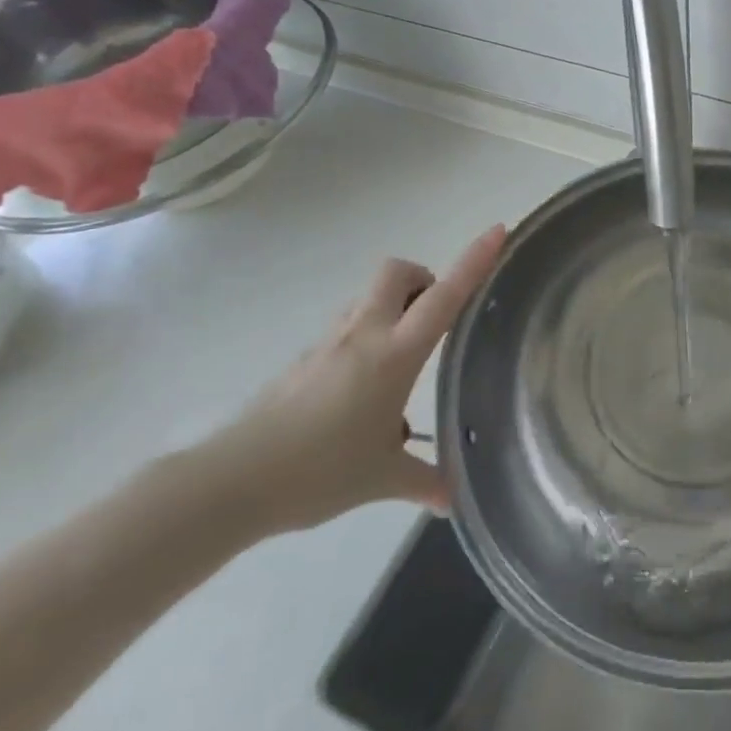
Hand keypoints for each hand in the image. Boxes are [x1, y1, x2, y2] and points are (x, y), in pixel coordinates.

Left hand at [195, 225, 506, 536]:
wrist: (233, 481)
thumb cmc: (319, 471)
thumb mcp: (382, 479)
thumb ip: (424, 481)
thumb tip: (453, 500)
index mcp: (394, 354)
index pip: (444, 296)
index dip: (474, 261)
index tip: (497, 230)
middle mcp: (364, 334)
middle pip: (396, 272)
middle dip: (423, 277)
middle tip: (435, 315)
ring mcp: (330, 343)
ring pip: (369, 297)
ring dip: (394, 306)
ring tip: (404, 357)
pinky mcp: (305, 359)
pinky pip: (346, 328)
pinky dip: (366, 337)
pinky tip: (365, 391)